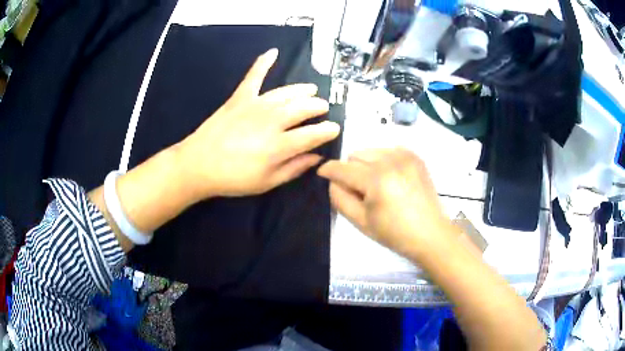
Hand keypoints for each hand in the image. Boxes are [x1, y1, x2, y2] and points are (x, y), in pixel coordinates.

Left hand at [176, 48, 339, 198]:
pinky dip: (263, 62)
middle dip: (318, 107)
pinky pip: (254, 76)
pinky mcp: (240, 97)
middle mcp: (272, 121)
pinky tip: (273, 52)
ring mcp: (255, 105)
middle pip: (303, 108)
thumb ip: (294, 168)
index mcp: (279, 145)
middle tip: (323, 109)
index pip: (313, 133)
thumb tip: (317, 157)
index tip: (335, 129)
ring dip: (303, 90)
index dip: (328, 130)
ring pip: (287, 92)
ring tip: (311, 91)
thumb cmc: (233, 178)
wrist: (198, 165)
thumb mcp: (267, 182)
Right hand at [318, 148, 459, 258]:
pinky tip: (391, 178)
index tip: (322, 174)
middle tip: (360, 191)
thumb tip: (333, 180)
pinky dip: (383, 161)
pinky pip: (388, 150)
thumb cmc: (394, 233)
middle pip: (355, 155)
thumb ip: (339, 198)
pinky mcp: (415, 156)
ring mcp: (405, 155)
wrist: (430, 234)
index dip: (327, 170)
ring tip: (377, 184)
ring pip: (371, 150)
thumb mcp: (360, 221)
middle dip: (351, 170)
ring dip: (366, 164)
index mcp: (376, 178)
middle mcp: (390, 159)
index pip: (341, 167)